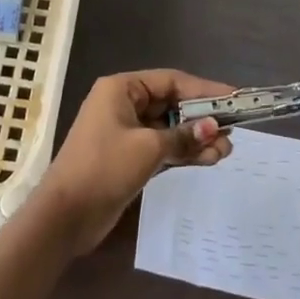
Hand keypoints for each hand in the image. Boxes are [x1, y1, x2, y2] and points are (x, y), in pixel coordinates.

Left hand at [35, 70, 233, 250]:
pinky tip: (208, 159)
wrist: (65, 217)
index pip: (171, 81)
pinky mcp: (129, 158)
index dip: (204, 89)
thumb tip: (214, 128)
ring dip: (196, 138)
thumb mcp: (148, 148)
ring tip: (226, 151)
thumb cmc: (104, 168)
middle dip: (202, 118)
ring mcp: (125, 132)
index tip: (234, 98)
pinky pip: (163, 147)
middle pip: (172, 104)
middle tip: (232, 131)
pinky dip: (183, 152)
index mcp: (122, 89)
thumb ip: (184, 136)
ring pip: (169, 128)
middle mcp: (124, 104)